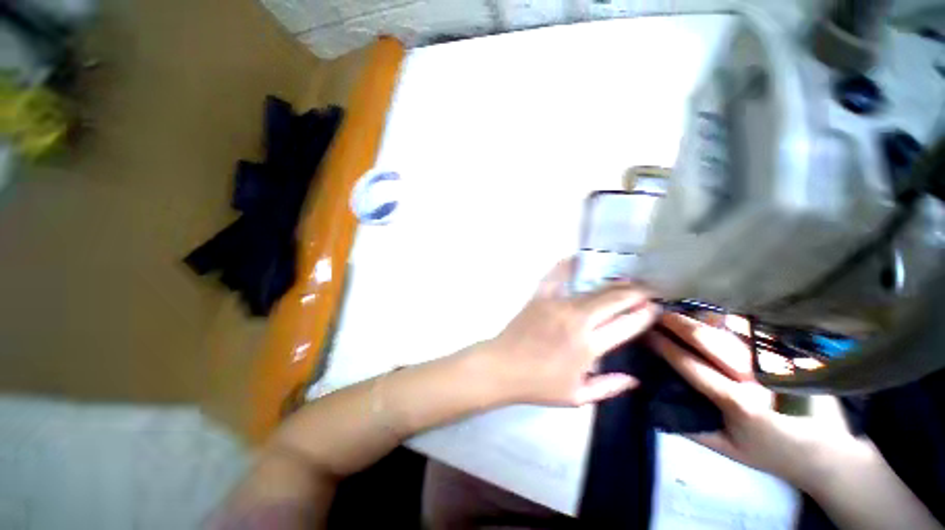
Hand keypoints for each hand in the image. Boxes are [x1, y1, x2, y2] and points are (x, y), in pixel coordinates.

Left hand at [481, 258, 657, 406]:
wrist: (503, 366)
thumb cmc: (539, 384)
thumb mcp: (577, 397)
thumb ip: (609, 386)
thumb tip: (635, 378)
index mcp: (588, 346)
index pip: (626, 324)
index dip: (645, 313)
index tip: (656, 307)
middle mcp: (576, 320)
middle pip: (613, 299)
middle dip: (636, 292)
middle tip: (649, 288)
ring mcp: (556, 304)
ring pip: (592, 288)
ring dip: (613, 283)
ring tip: (627, 279)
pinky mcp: (540, 297)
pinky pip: (557, 277)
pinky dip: (568, 266)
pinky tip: (579, 258)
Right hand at [648, 312, 865, 490]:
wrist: (834, 454)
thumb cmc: (775, 454)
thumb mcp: (729, 450)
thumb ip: (690, 427)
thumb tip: (655, 401)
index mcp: (740, 402)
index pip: (690, 365)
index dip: (664, 347)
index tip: (645, 333)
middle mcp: (758, 376)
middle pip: (710, 338)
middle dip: (678, 323)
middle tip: (657, 313)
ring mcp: (778, 360)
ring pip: (733, 327)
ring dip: (701, 315)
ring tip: (680, 309)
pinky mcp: (793, 354)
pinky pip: (755, 329)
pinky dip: (729, 318)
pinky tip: (714, 313)